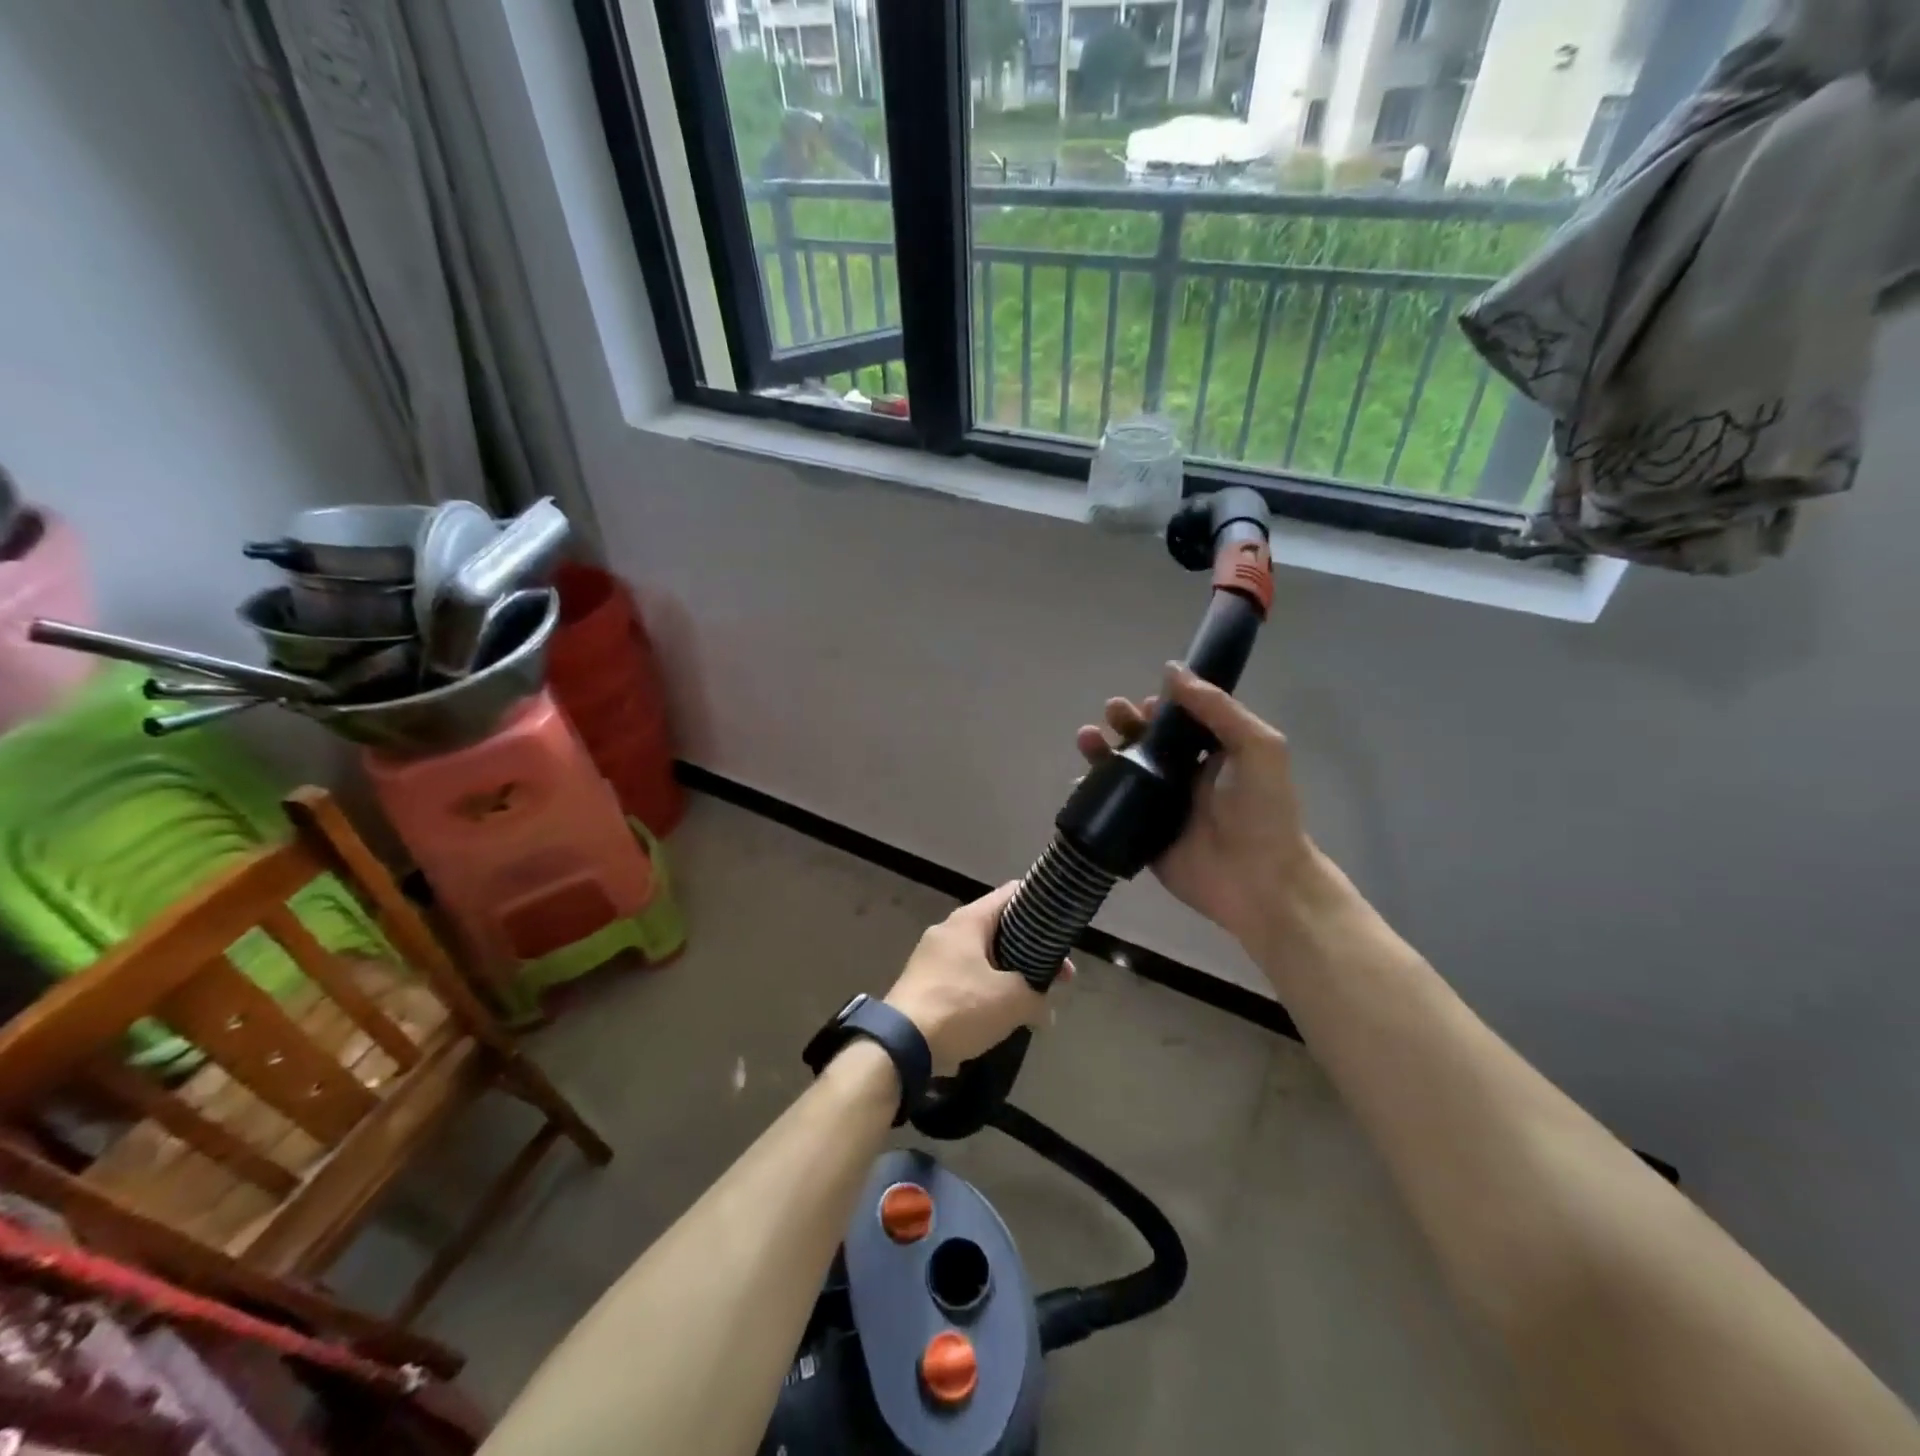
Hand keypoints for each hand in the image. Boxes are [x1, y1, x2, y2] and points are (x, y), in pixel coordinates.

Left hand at [885, 884, 1064, 1074]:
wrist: (900, 1045)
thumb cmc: (959, 1007)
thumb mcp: (1012, 1001)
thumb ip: (1038, 997)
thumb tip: (1045, 1010)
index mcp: (968, 920)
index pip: (1011, 894)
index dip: (1040, 904)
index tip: (1061, 927)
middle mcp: (948, 931)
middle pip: (999, 929)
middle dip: (1031, 951)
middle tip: (1058, 977)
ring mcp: (932, 958)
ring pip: (983, 957)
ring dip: (1009, 975)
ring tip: (1033, 1000)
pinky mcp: (924, 985)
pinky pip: (965, 979)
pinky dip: (985, 992)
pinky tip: (1001, 1016)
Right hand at [1076, 662, 1324, 948]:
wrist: (1259, 881)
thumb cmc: (1263, 812)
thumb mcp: (1257, 748)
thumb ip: (1218, 708)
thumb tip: (1172, 670)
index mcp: (1212, 755)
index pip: (1179, 722)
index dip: (1159, 707)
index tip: (1145, 702)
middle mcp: (1183, 778)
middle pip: (1146, 743)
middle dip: (1126, 723)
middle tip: (1113, 712)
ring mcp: (1160, 807)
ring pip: (1123, 773)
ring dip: (1103, 752)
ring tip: (1087, 737)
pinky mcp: (1142, 835)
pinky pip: (1111, 810)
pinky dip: (1091, 794)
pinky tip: (1077, 781)